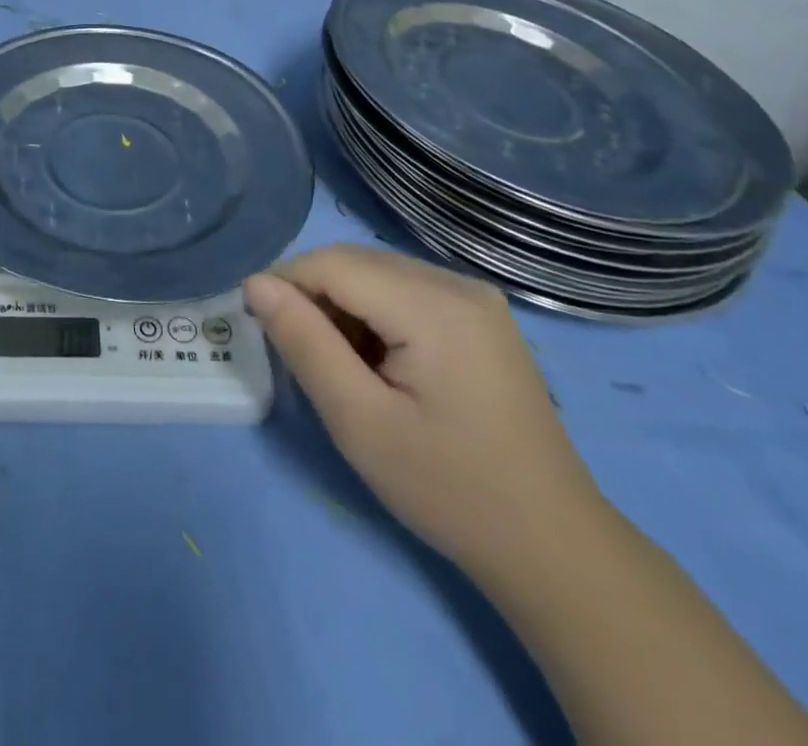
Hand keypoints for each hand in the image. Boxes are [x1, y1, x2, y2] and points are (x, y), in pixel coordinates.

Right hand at [243, 244, 608, 573]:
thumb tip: (256, 283)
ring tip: (338, 365)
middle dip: (312, 295)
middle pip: (355, 261)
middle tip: (298, 354)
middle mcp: (457, 284)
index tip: (257, 326)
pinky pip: (404, 290)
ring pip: (376, 272)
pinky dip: (373, 313)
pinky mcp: (480, 315)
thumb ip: (304, 343)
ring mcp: (475, 297)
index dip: (285, 284)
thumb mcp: (360, 421)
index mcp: (434, 306)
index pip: (333, 263)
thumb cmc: (448, 489)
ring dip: (341, 304)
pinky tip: (377, 362)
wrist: (551, 546)